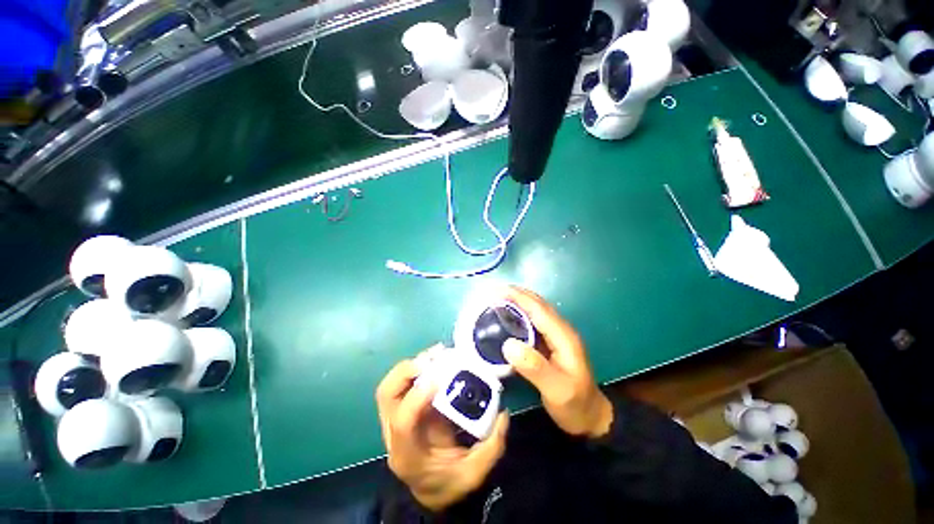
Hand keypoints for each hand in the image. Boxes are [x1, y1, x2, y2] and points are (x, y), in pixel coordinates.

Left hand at [375, 354, 509, 511]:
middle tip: (436, 357)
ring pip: (389, 390)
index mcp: (407, 456)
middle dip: (407, 372)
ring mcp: (391, 427)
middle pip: (386, 397)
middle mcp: (392, 438)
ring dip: (410, 369)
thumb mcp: (476, 473)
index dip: (417, 397)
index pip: (402, 422)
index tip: (440, 377)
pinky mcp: (401, 419)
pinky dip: (417, 376)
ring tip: (437, 355)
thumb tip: (504, 414)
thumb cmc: (451, 487)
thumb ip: (492, 446)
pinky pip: (402, 392)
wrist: (432, 496)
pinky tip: (437, 367)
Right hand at [501, 286, 613, 438]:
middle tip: (484, 295)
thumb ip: (535, 367)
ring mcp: (556, 344)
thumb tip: (508, 343)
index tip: (492, 290)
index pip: (539, 310)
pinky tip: (502, 329)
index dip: (517, 297)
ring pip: (534, 318)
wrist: (590, 419)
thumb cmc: (575, 405)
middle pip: (537, 308)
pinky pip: (532, 331)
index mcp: (564, 338)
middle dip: (514, 297)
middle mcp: (561, 335)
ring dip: (514, 308)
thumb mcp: (556, 389)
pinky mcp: (550, 353)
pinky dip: (517, 324)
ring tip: (488, 307)